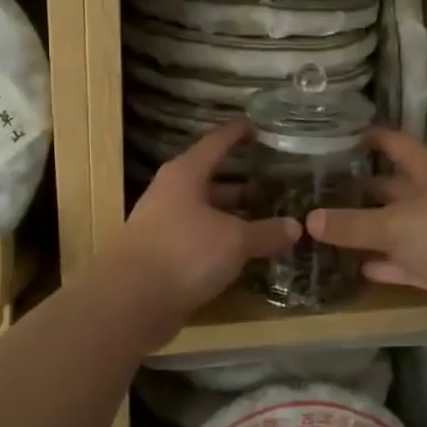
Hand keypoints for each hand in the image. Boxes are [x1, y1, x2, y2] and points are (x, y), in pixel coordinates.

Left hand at [109, 120, 300, 317]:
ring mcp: (165, 226)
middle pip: (210, 179)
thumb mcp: (234, 240)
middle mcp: (172, 194)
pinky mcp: (164, 256)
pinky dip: (222, 242)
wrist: (130, 301)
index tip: (258, 126)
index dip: (237, 133)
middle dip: (242, 181)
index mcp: (186, 174)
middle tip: (275, 181)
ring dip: (233, 215)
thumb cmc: (184, 252)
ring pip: (206, 212)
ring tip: (267, 217)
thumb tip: (297, 226)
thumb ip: (266, 232)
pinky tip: (245, 252)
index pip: (216, 143)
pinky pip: (200, 240)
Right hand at [306, 127, 426, 314]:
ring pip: (396, 227)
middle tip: (318, 188)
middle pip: (392, 186)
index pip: (394, 143)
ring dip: (369, 230)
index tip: (336, 134)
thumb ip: (351, 223)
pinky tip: (356, 266)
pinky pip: (404, 262)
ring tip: (326, 227)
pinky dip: (384, 264)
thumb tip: (309, 219)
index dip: (368, 137)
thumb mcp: (393, 224)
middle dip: (361, 188)